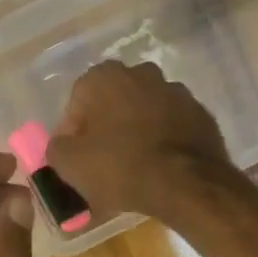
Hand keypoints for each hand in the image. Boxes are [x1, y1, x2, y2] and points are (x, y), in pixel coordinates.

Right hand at [46, 61, 232, 221]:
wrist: (187, 183)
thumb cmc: (121, 167)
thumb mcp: (70, 164)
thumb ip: (56, 149)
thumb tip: (61, 147)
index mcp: (105, 76)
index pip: (77, 103)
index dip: (73, 134)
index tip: (76, 160)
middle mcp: (142, 73)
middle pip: (113, 105)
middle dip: (105, 130)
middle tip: (103, 164)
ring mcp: (177, 92)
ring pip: (144, 114)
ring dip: (136, 134)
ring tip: (133, 169)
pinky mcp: (201, 115)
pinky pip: (171, 128)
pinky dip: (163, 143)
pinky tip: (160, 169)